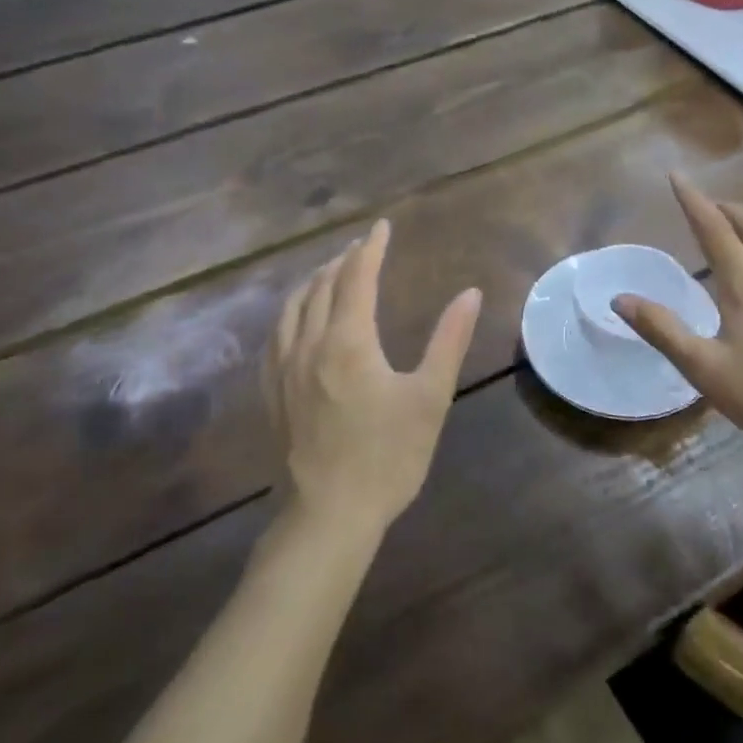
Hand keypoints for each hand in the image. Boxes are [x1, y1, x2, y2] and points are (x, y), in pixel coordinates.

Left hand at [265, 219, 481, 534]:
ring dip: (313, 281)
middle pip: (322, 286)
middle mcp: (310, 344)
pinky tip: (297, 319)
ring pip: (293, 307)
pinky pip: (276, 335)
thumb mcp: (430, 397)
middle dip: (343, 260)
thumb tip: (470, 293)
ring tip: (329, 271)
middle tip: (361, 247)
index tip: (381, 226)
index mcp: (348, 341)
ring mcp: (284, 369)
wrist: (328, 515)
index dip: (371, 248)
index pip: (357, 277)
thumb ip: (449, 340)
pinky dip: (290, 312)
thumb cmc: (388, 456)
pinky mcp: (272, 392)